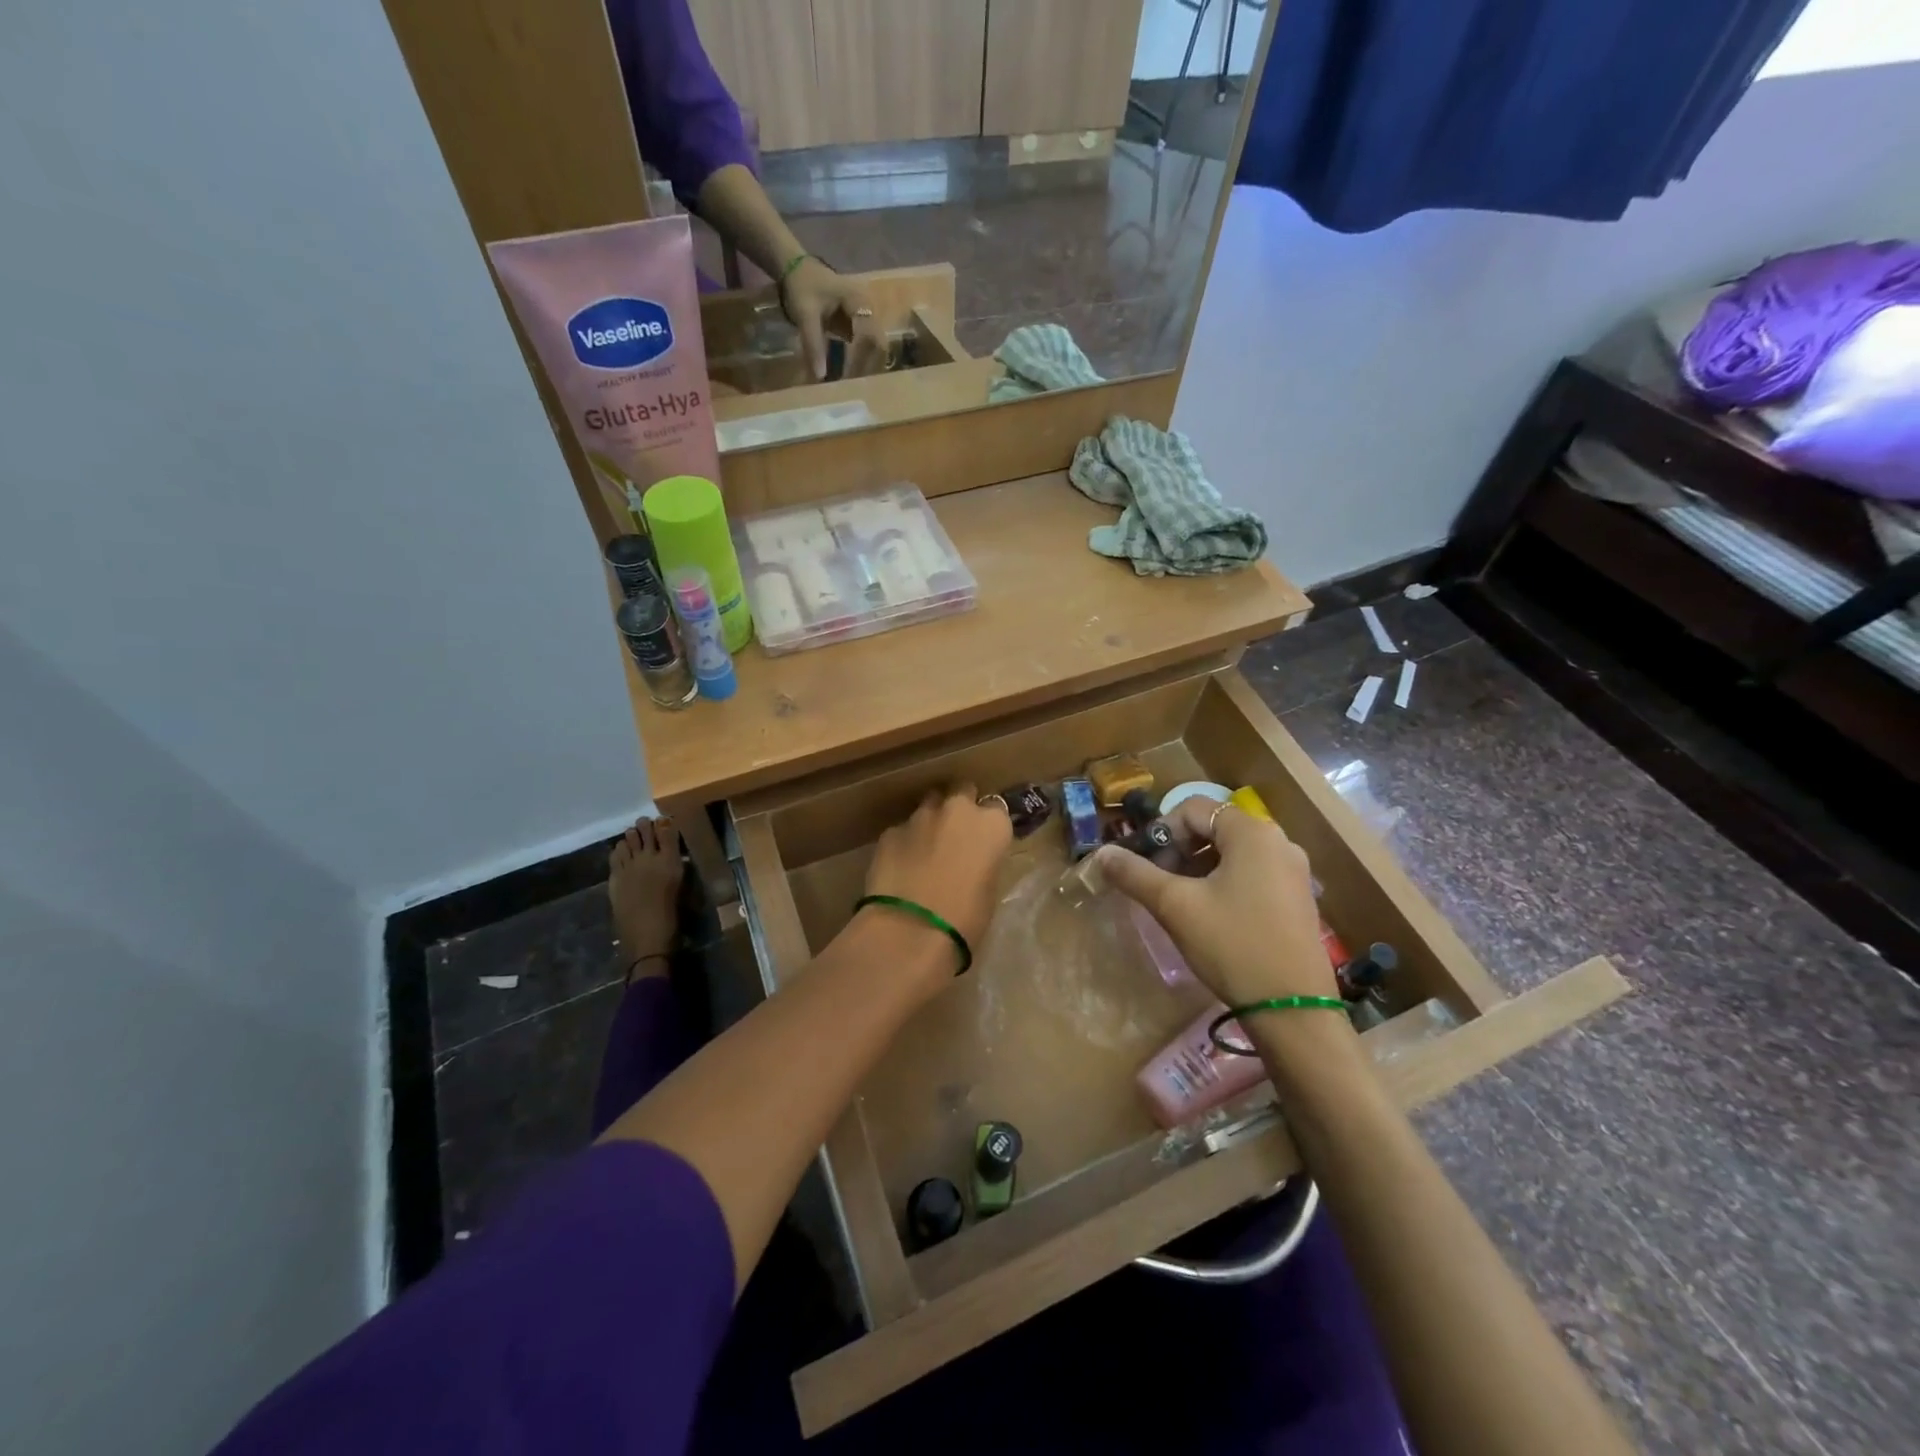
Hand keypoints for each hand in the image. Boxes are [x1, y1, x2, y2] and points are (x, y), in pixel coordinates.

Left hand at [780, 258, 887, 379]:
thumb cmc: (803, 287)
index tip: (851, 379)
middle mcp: (869, 309)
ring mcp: (866, 317)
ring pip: (875, 347)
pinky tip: (851, 374)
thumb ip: (813, 344)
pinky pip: (866, 346)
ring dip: (867, 365)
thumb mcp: (805, 314)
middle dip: (869, 366)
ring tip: (854, 383)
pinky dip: (861, 360)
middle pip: (878, 345)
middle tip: (856, 387)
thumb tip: (820, 376)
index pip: (870, 337)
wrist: (797, 269)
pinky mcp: (860, 325)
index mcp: (859, 302)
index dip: (864, 360)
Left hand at [862, 786, 1012, 965]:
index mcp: (991, 825)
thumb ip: (984, 861)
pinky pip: (903, 830)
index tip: (984, 841)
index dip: (988, 824)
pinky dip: (905, 843)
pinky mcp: (890, 831)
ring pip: (930, 805)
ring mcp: (920, 816)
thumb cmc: (965, 920)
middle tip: (956, 836)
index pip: (996, 809)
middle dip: (960, 807)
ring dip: (931, 821)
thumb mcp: (990, 890)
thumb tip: (973, 859)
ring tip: (926, 851)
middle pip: (962, 792)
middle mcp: (958, 810)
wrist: (910, 932)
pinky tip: (901, 868)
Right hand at [1095, 798, 1337, 1009]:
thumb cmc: (1232, 945)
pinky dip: (1221, 882)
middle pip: (1213, 828)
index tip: (1142, 863)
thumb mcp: (1176, 906)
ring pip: (1231, 853)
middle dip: (1177, 850)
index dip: (1160, 830)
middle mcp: (1278, 842)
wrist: (1292, 1009)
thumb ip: (1136, 874)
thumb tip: (1101, 854)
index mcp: (1253, 833)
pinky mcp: (1296, 898)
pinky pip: (1250, 873)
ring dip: (1196, 867)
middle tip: (1156, 882)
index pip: (1193, 809)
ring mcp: (1292, 871)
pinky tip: (1207, 914)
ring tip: (1176, 901)